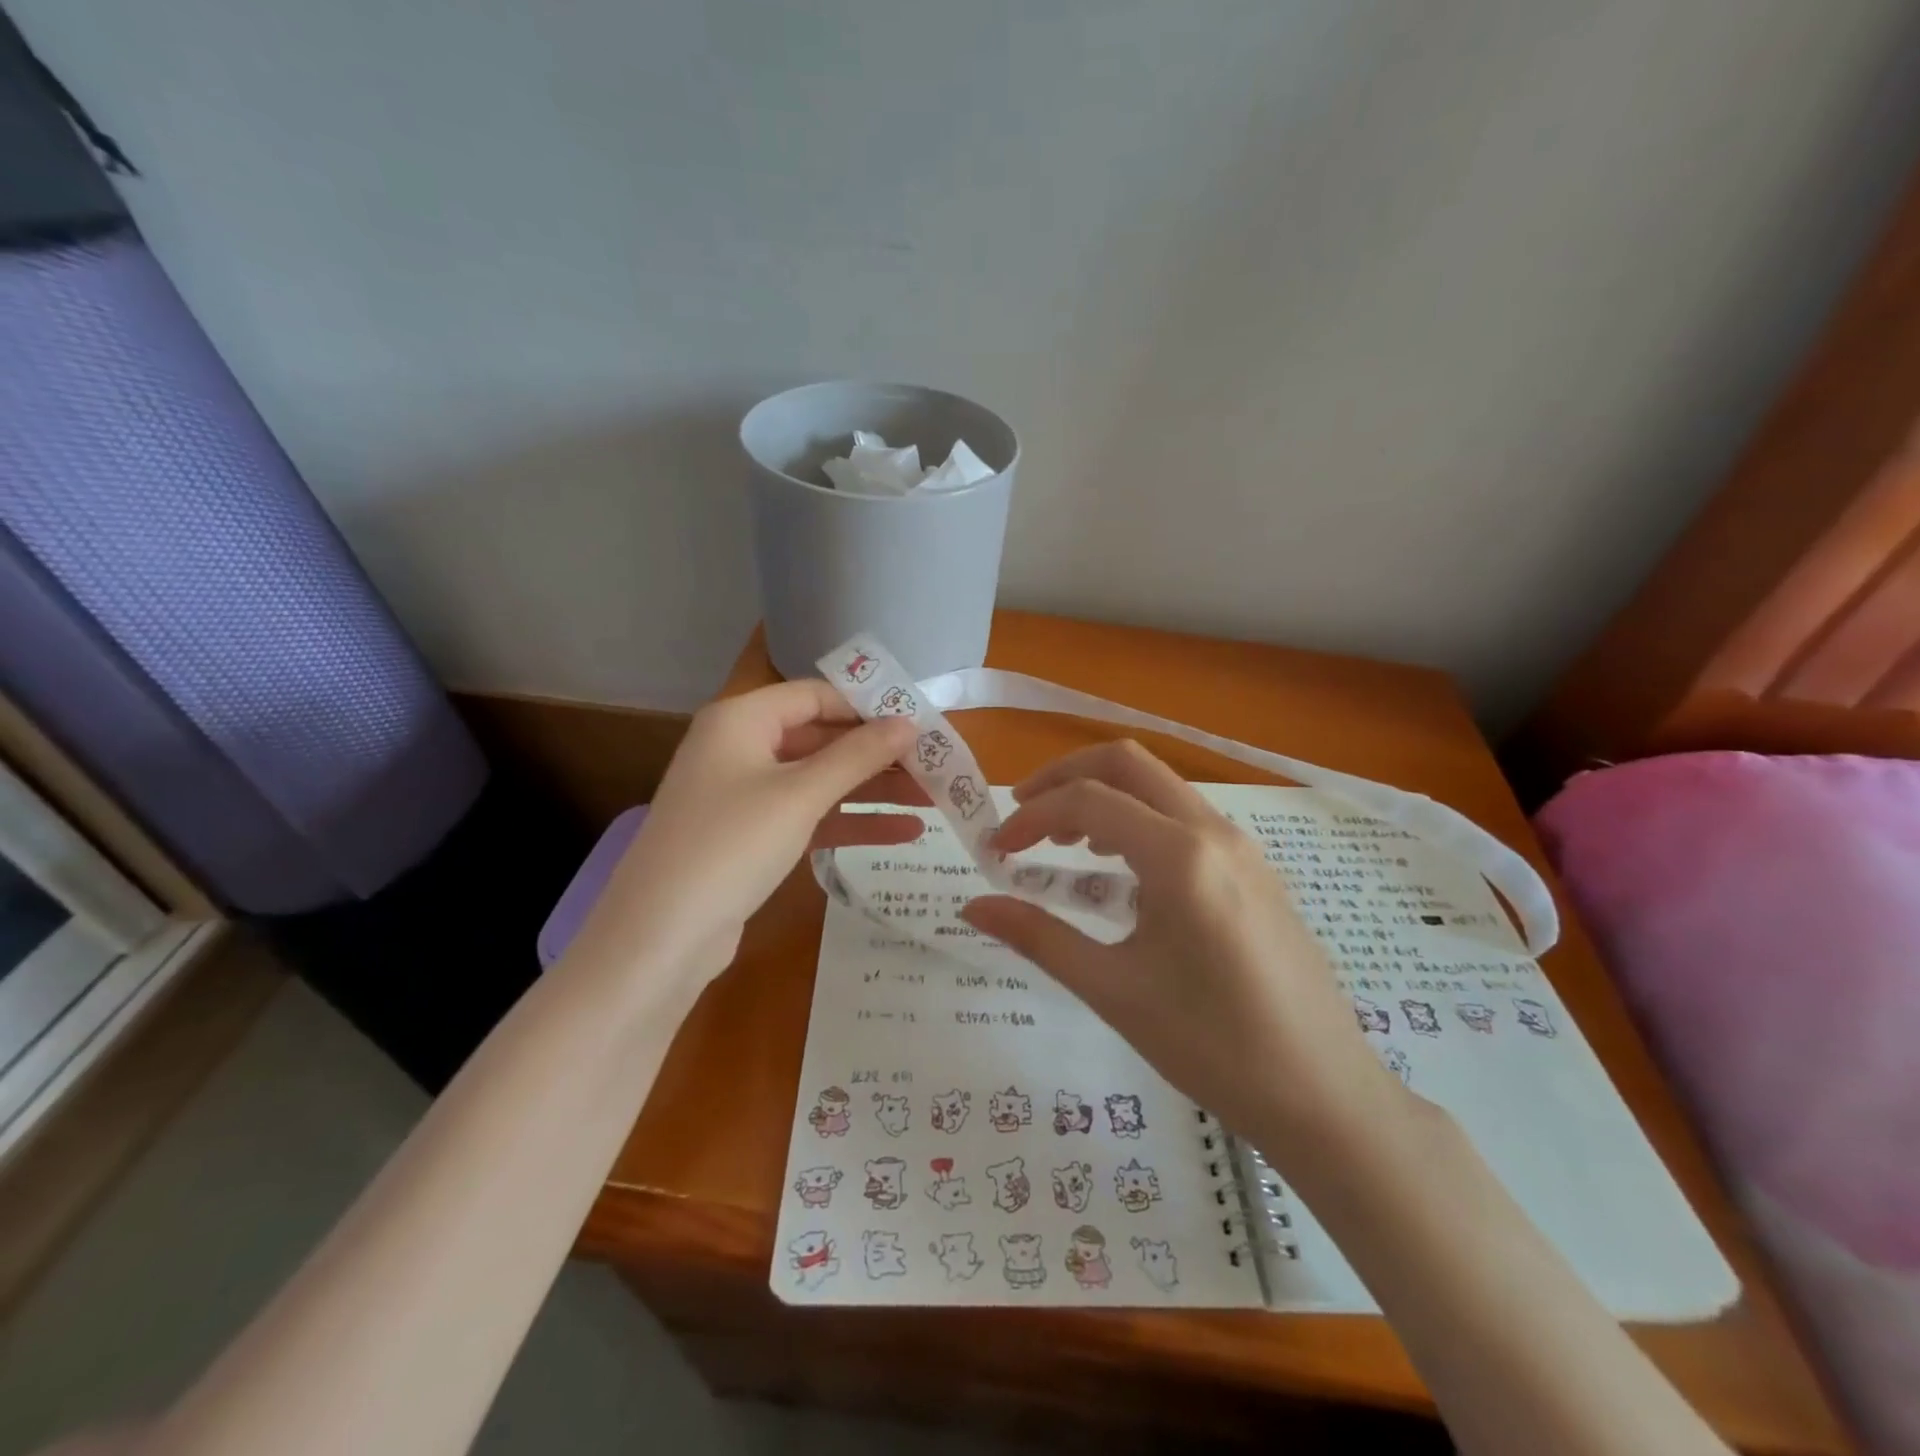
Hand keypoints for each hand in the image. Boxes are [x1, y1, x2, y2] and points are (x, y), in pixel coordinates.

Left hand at [579, 681, 925, 981]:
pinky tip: (904, 833)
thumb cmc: (730, 845)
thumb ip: (857, 755)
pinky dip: (851, 821)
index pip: (816, 695)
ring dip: (873, 789)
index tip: (921, 721)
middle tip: (936, 765)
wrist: (660, 937)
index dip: (869, 706)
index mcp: (741, 719)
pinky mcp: (754, 836)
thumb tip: (909, 723)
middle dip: (878, 754)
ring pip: (821, 780)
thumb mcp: (800, 794)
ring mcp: (746, 794)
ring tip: (933, 799)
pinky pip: (811, 816)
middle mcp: (741, 747)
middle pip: (822, 738)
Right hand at [961, 740, 1406, 1156]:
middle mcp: (1213, 832)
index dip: (1031, 816)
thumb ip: (1039, 937)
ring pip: (1159, 785)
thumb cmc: (1211, 1046)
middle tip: (1022, 813)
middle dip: (1064, 776)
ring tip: (1064, 842)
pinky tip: (1120, 869)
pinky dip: (1138, 819)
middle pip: (1126, 762)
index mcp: (1180, 856)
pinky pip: (1184, 817)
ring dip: (1103, 795)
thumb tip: (972, 907)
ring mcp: (1241, 847)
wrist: (1323, 1094)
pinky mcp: (1253, 868)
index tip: (996, 849)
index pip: (1087, 801)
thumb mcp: (1113, 990)